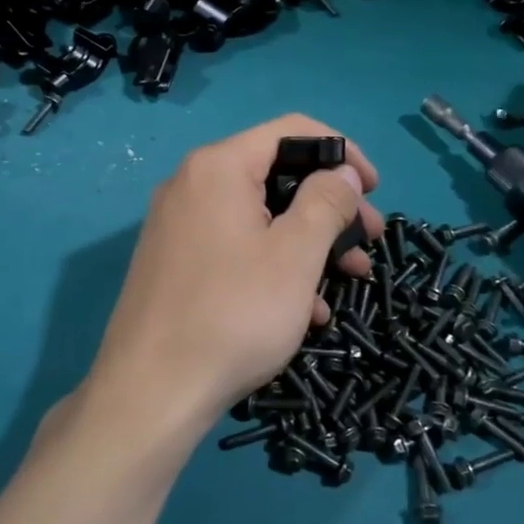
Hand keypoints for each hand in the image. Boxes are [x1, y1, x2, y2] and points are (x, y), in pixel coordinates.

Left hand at [84, 115, 382, 445]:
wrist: (150, 393)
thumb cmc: (233, 314)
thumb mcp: (295, 255)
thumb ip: (327, 201)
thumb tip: (343, 170)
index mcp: (219, 167)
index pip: (292, 130)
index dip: (342, 151)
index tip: (373, 189)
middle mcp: (193, 184)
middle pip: (277, 175)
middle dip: (330, 207)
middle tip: (370, 241)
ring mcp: (179, 225)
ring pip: (260, 217)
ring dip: (310, 243)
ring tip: (350, 280)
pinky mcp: (176, 263)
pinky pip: (236, 247)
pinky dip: (275, 266)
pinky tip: (306, 310)